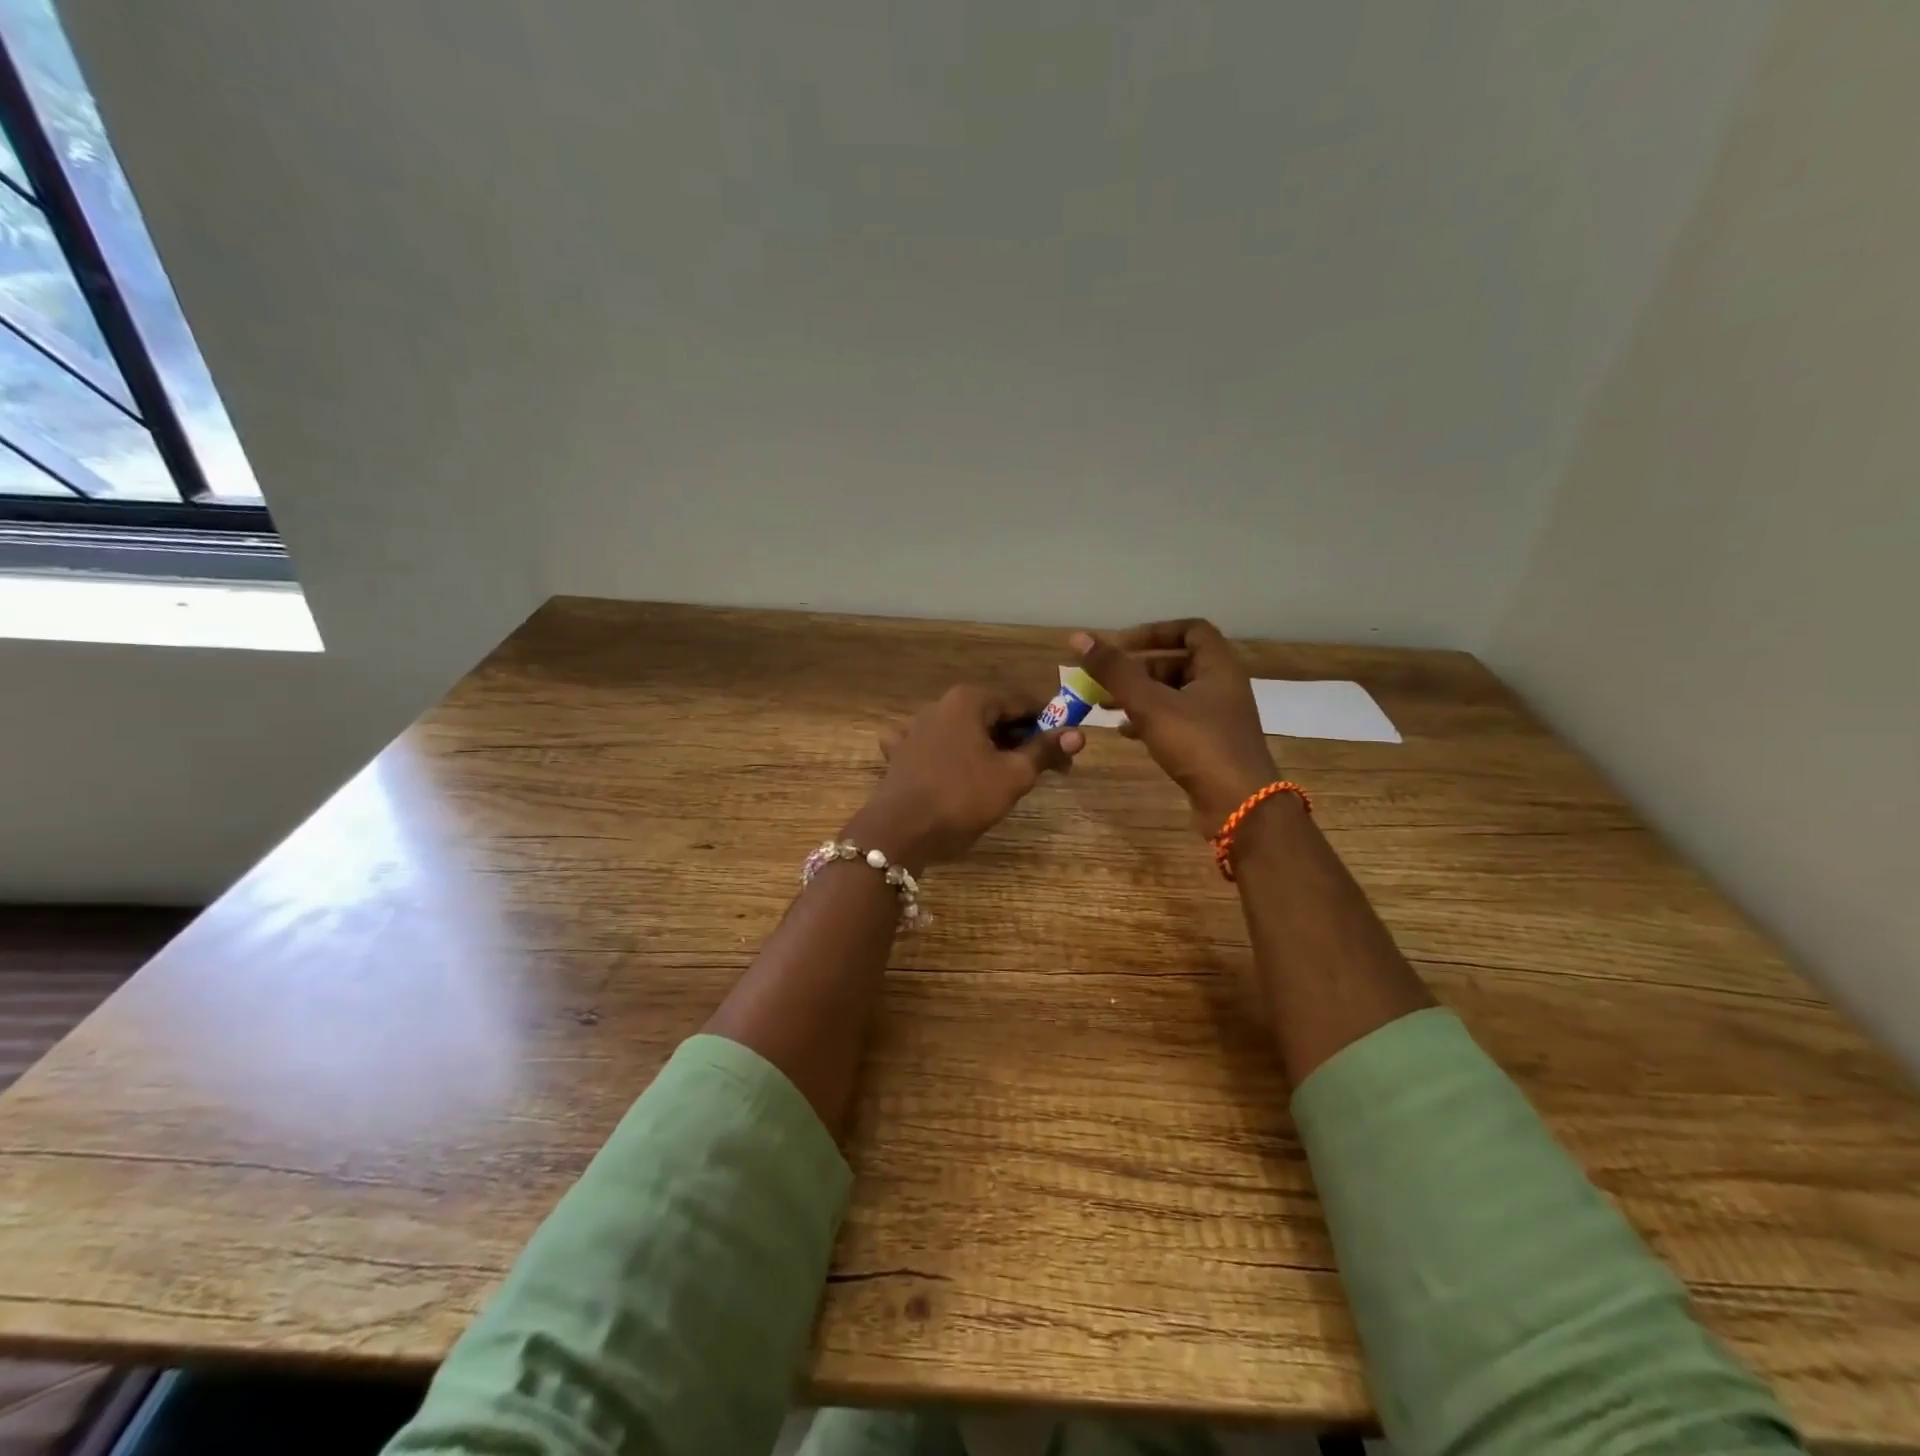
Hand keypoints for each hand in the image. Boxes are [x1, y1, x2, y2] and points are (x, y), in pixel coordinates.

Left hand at [850, 685, 1083, 869]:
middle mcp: (940, 705)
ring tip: (1008, 777)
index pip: (1021, 702)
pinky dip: (951, 756)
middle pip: (992, 717)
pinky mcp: (901, 754)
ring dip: (989, 749)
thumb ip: (1044, 751)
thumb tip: (1078, 734)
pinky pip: (935, 748)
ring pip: (965, 732)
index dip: (1049, 724)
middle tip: (1046, 769)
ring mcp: (915, 729)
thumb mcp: (1012, 775)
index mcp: (969, 700)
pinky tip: (954, 770)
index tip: (1066, 749)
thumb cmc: (962, 798)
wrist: (899, 832)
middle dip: (1021, 739)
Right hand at [1071, 620, 1276, 833]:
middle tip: (1105, 679)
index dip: (1155, 632)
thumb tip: (1079, 638)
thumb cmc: (1198, 745)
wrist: (1239, 806)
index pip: (1191, 630)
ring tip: (1105, 705)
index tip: (1122, 645)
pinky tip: (1124, 732)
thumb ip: (1115, 671)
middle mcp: (1222, 687)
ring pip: (1174, 694)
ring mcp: (1218, 719)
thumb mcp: (1150, 704)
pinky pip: (1176, 721)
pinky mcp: (1210, 746)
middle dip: (1138, 669)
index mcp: (1219, 667)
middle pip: (1178, 663)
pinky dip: (1149, 720)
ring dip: (1140, 695)